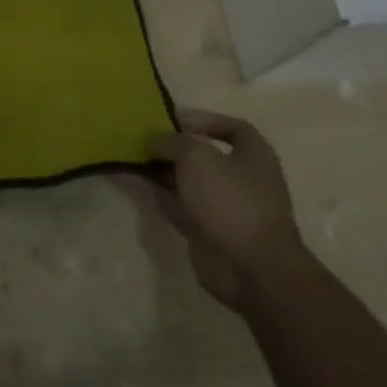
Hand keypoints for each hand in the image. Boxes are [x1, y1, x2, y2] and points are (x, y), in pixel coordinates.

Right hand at [143, 107, 304, 310]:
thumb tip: (154, 140)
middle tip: (143, 138)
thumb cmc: (231, 199)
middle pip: (205, 155)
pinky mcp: (207, 231)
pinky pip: (179, 206)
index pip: (231, 127)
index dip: (203, 119)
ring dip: (163, 171)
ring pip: (189, 182)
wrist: (250, 268)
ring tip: (132, 157)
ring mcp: (225, 207)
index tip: (172, 118)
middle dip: (175, 147)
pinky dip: (160, 195)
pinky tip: (136, 183)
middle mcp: (242, 179)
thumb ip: (172, 142)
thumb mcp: (197, 157)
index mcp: (253, 155)